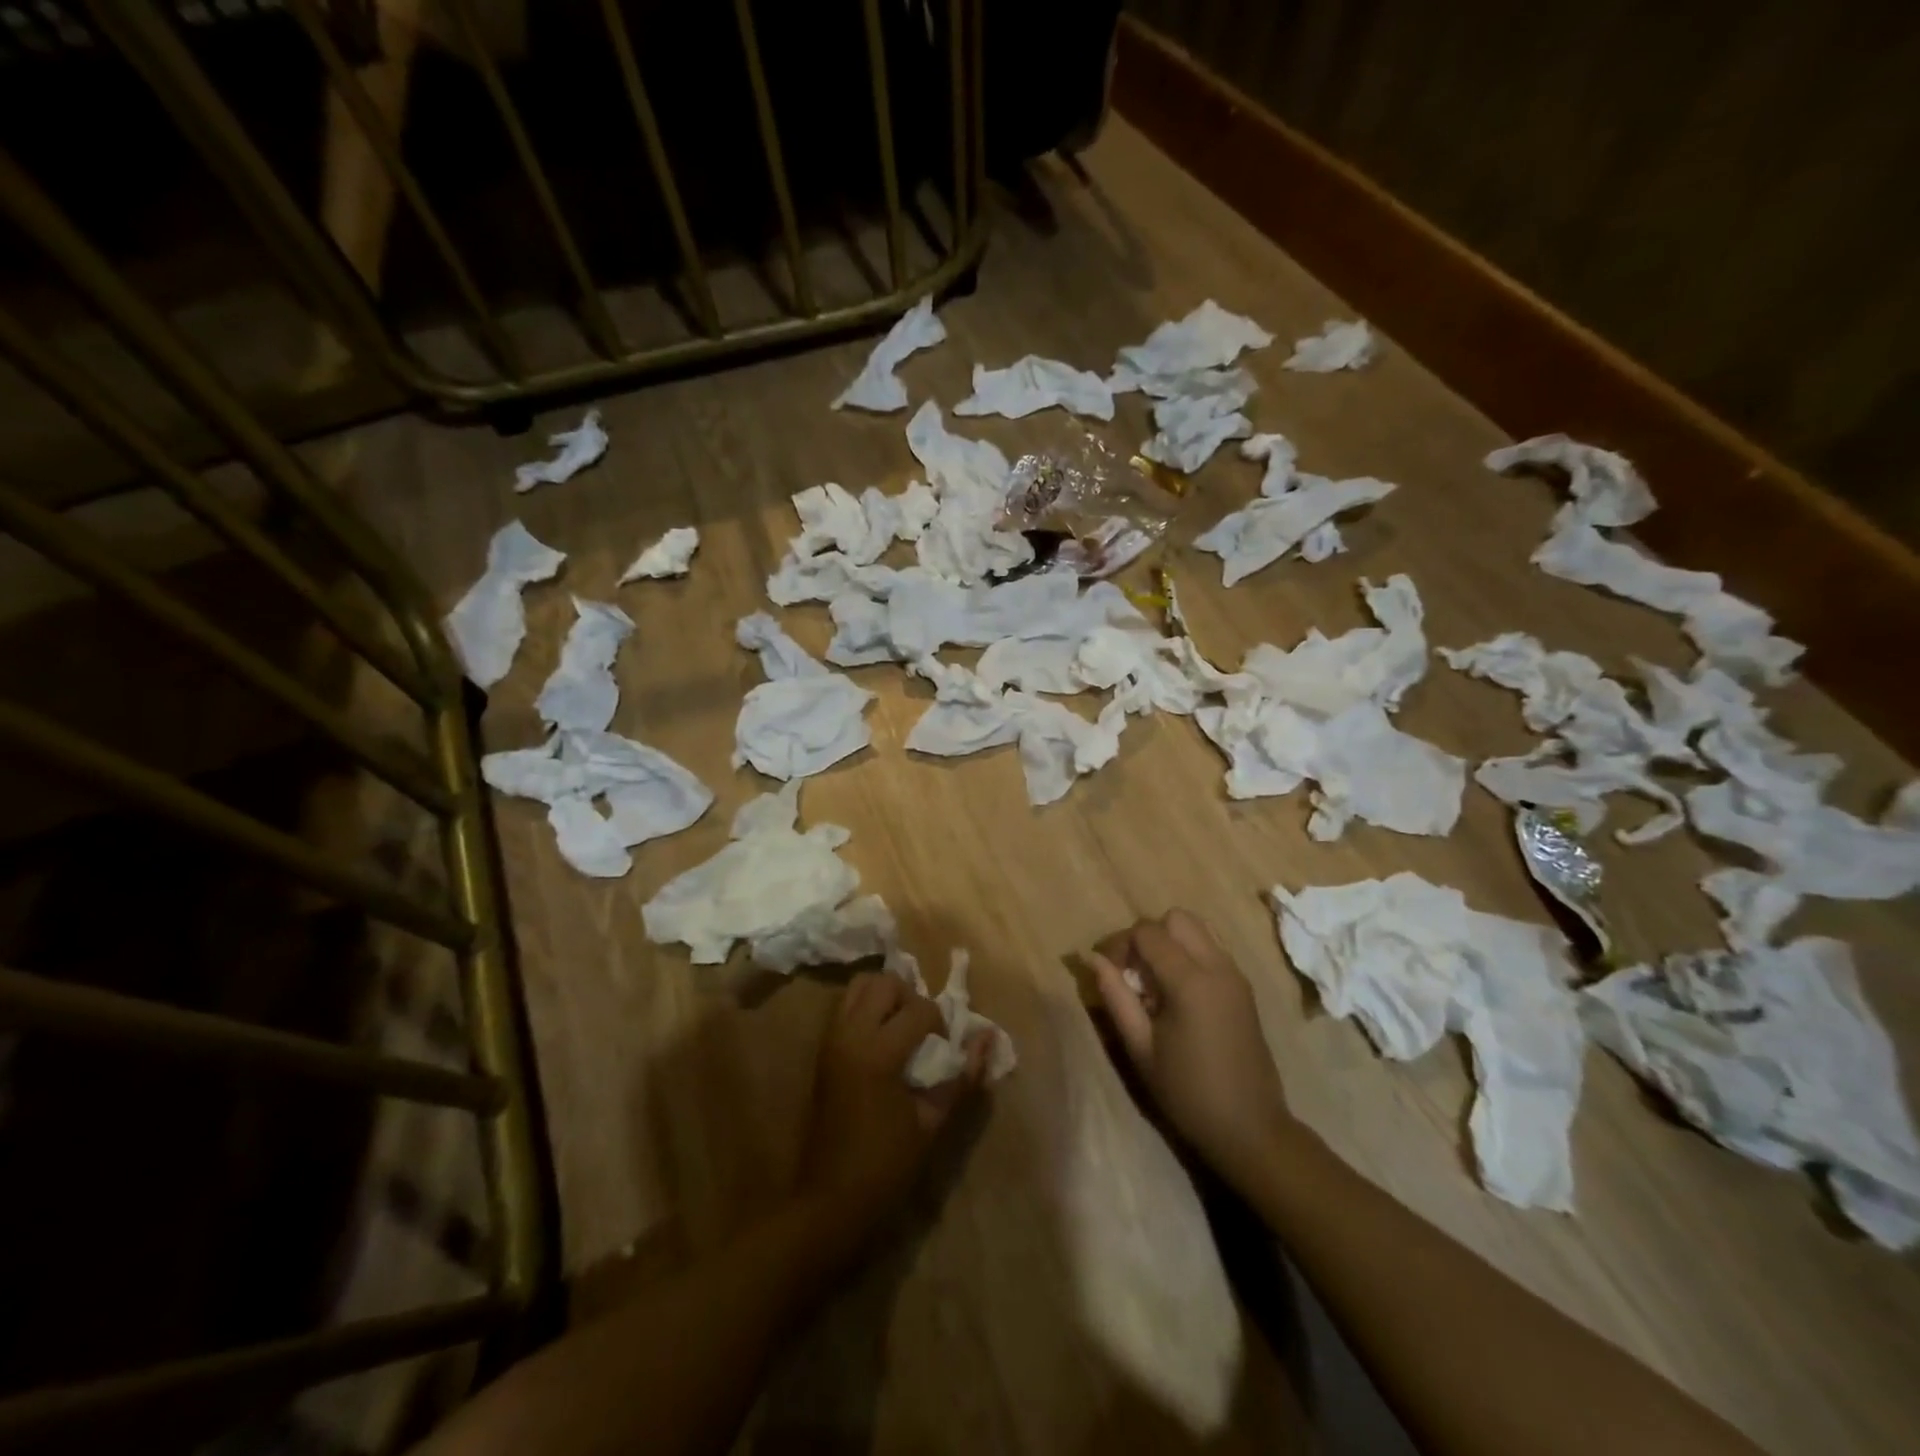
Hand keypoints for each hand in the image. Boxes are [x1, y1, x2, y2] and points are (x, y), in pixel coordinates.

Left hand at [797, 971, 987, 1237]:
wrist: (831, 1197)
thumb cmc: (886, 1165)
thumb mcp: (933, 1122)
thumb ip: (963, 1076)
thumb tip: (988, 1037)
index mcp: (878, 1053)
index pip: (919, 1009)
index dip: (940, 1024)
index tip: (943, 1051)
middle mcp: (851, 1034)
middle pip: (886, 982)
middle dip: (911, 998)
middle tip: (923, 1031)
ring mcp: (832, 1038)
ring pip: (861, 984)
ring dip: (886, 996)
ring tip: (901, 1027)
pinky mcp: (822, 1047)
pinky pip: (845, 1004)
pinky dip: (866, 1006)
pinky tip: (882, 1036)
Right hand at [1089, 910, 1296, 1193]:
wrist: (1250, 1129)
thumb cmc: (1188, 1093)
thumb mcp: (1141, 1048)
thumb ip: (1115, 996)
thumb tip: (1090, 958)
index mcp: (1190, 981)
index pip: (1147, 932)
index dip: (1119, 943)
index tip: (1106, 971)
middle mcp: (1217, 966)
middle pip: (1175, 918)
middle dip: (1147, 935)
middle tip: (1131, 971)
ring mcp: (1235, 974)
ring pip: (1197, 928)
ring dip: (1170, 942)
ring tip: (1154, 981)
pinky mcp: (1244, 987)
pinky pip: (1211, 948)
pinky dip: (1189, 954)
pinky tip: (1177, 993)